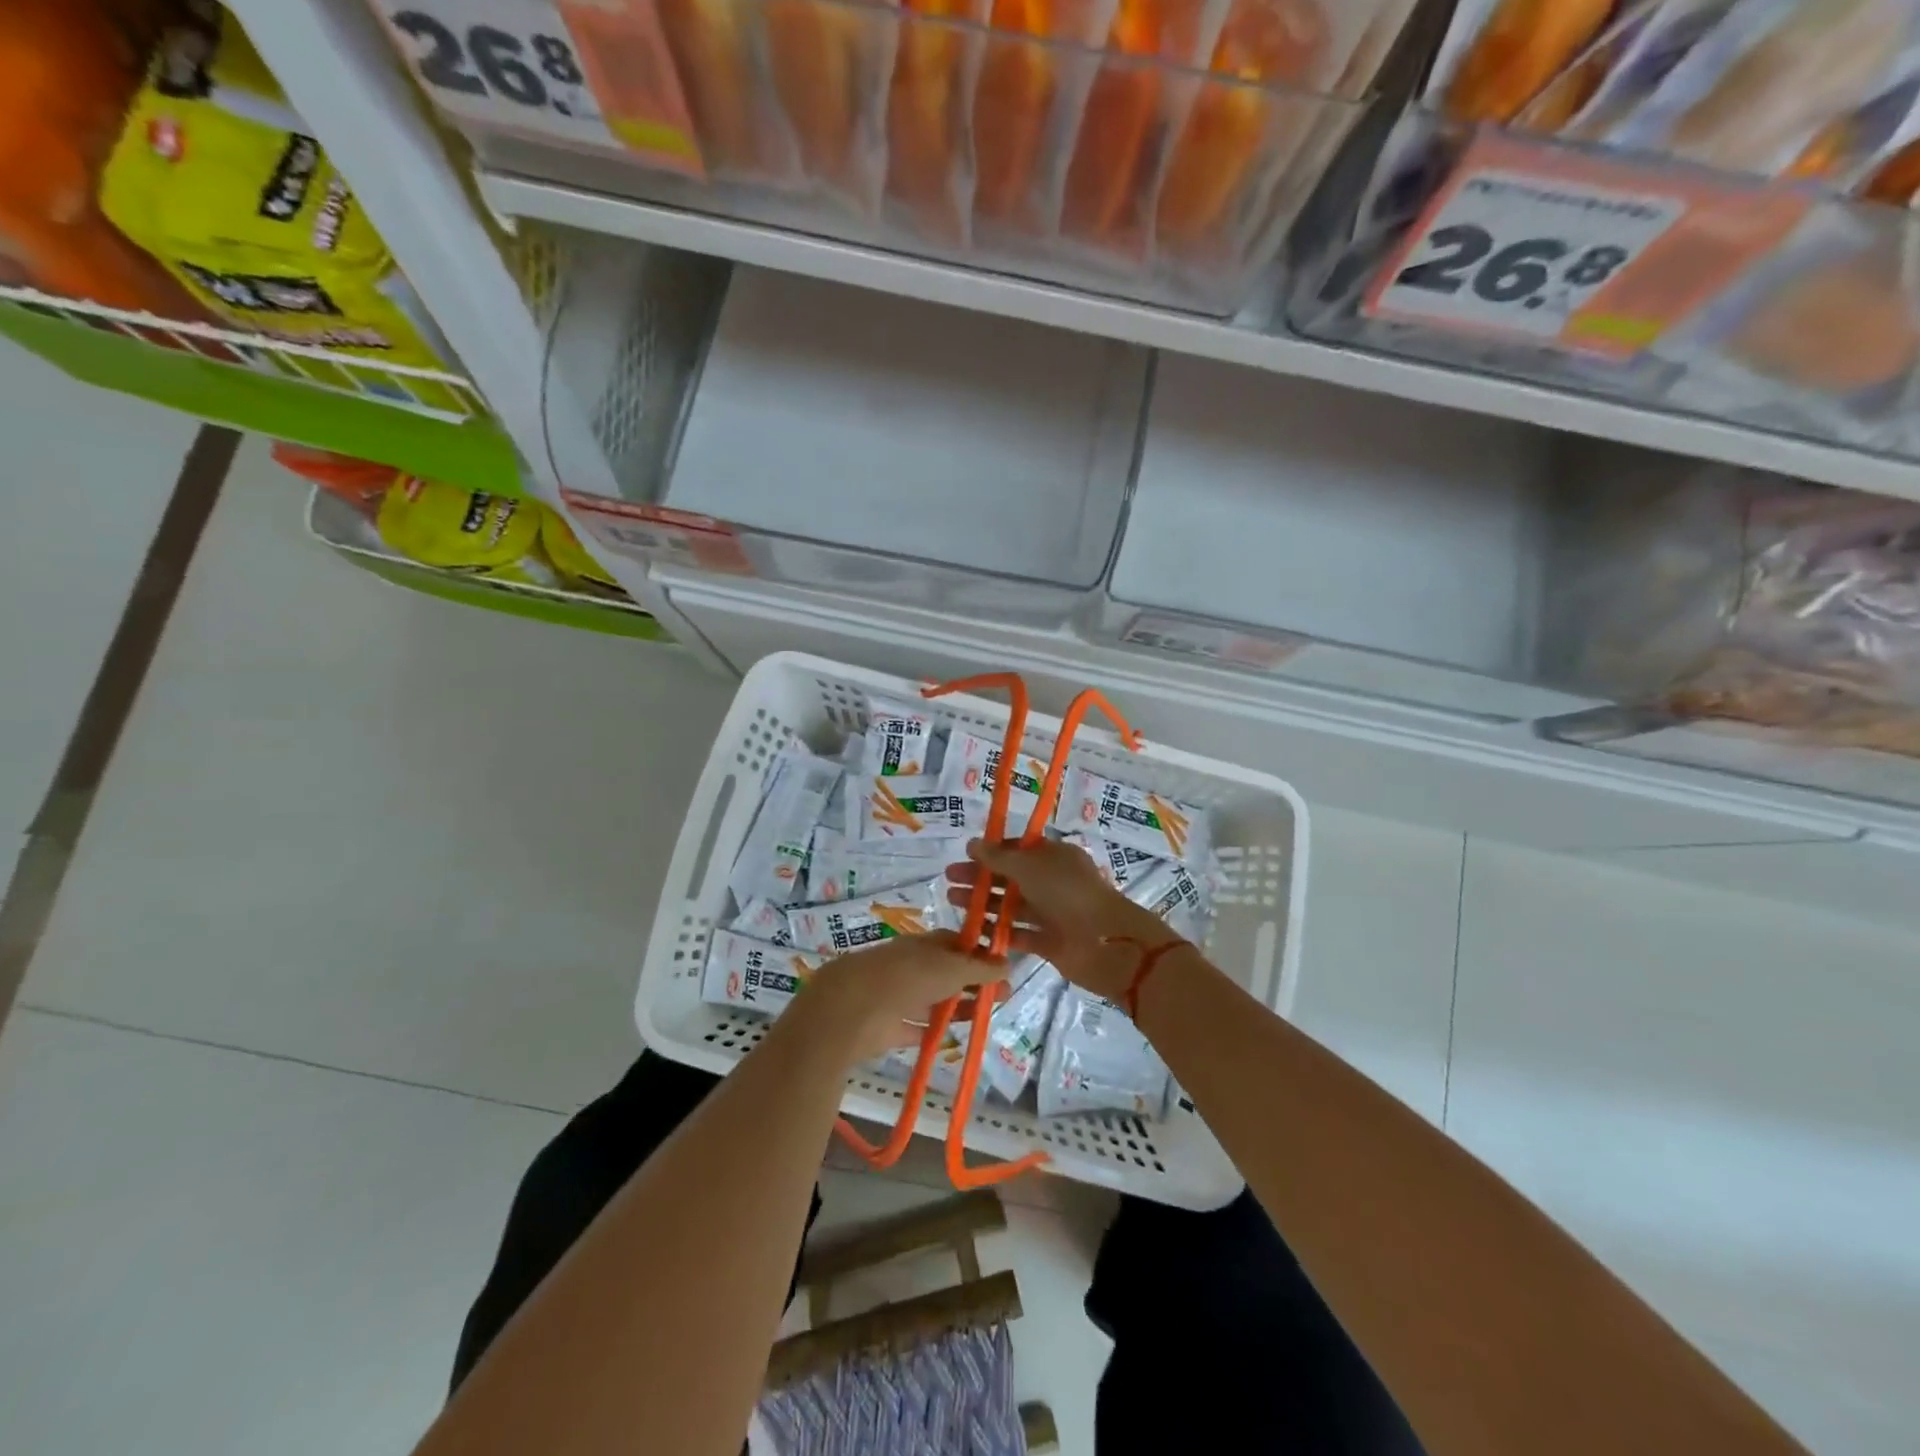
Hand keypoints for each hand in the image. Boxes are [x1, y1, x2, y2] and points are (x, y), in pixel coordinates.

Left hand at [793, 932, 996, 1062]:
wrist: (854, 1008)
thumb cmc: (908, 977)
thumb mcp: (952, 968)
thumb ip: (980, 968)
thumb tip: (1008, 963)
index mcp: (923, 944)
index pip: (955, 942)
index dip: (979, 952)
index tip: (1003, 966)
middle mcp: (910, 967)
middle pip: (946, 972)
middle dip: (973, 982)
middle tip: (1003, 996)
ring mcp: (898, 997)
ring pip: (934, 1000)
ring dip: (957, 1007)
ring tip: (984, 1018)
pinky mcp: (888, 1028)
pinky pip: (917, 1029)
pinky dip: (933, 1032)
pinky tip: (953, 1039)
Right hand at [945, 839, 1182, 1003]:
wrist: (1106, 942)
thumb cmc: (1068, 894)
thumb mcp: (1030, 867)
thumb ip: (1000, 858)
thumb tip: (974, 843)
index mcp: (1055, 857)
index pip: (1019, 849)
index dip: (993, 851)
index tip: (966, 855)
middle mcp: (1054, 882)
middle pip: (1012, 877)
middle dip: (981, 877)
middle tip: (950, 879)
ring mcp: (1052, 913)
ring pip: (1013, 905)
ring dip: (985, 903)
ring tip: (953, 902)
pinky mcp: (1050, 942)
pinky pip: (1020, 934)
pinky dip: (999, 931)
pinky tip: (974, 930)